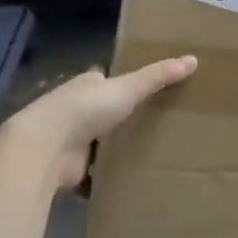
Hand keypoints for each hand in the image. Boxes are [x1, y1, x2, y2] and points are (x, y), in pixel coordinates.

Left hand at [6, 56, 197, 189]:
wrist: (44, 149)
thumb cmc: (84, 109)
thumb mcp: (128, 88)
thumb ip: (158, 76)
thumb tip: (193, 59)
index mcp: (86, 84)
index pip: (104, 79)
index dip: (121, 82)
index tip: (144, 88)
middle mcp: (73, 108)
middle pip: (100, 109)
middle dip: (118, 116)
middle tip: (152, 121)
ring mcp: (68, 138)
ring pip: (95, 140)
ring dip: (110, 145)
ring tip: (144, 151)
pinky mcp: (68, 167)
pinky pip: (91, 169)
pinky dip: (102, 174)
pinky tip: (123, 178)